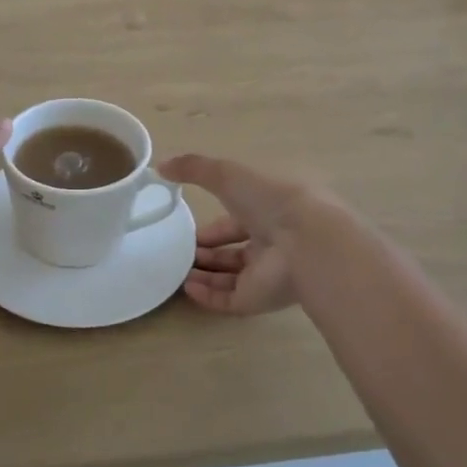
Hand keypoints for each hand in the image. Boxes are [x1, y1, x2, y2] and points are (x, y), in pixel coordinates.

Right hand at [158, 154, 319, 315]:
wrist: (305, 241)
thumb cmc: (269, 199)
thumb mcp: (227, 173)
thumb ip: (193, 168)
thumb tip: (160, 166)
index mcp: (270, 212)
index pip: (238, 222)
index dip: (214, 227)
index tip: (189, 230)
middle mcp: (271, 244)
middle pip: (235, 252)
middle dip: (208, 253)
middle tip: (180, 252)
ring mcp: (266, 274)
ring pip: (231, 278)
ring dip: (204, 274)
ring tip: (178, 271)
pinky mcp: (259, 298)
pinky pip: (229, 300)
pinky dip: (207, 296)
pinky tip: (187, 287)